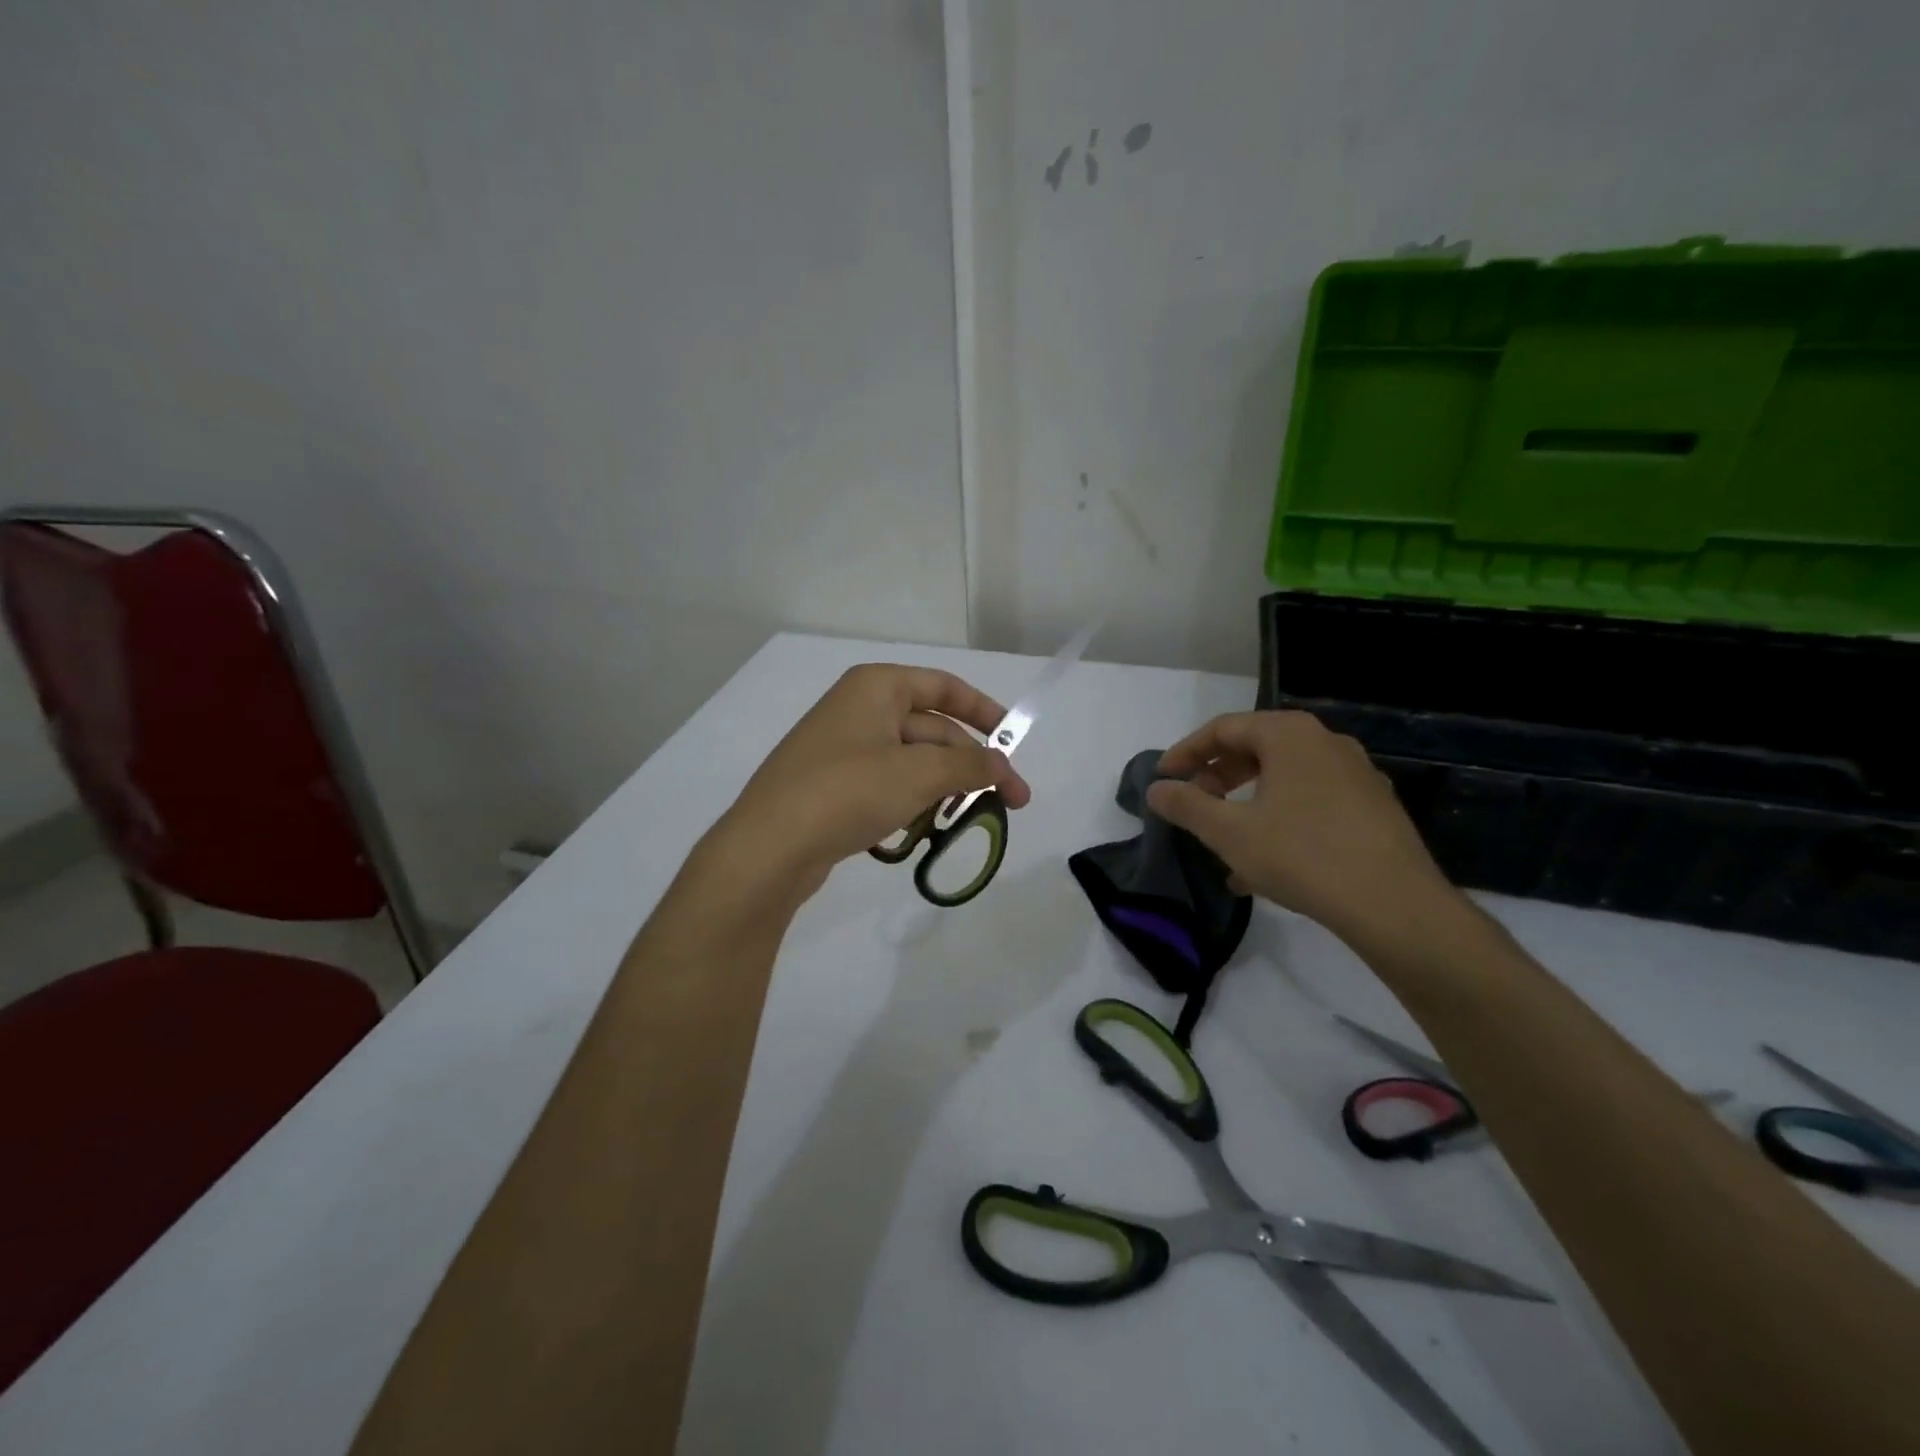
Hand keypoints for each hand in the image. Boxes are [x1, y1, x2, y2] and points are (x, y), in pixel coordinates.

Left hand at [710, 664, 1030, 899]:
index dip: (986, 711)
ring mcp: (842, 749)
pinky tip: (919, 829)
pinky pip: (887, 784)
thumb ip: (970, 765)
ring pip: (911, 761)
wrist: (768, 847)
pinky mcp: (833, 786)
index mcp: (877, 687)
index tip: (1015, 743)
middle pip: (932, 728)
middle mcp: (859, 709)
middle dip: (971, 764)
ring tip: (967, 818)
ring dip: (943, 786)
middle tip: (1011, 802)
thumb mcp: (920, 774)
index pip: (945, 687)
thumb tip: (1003, 765)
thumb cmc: (848, 791)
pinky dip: (911, 801)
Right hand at [1145, 711, 1458, 944]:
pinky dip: (1279, 818)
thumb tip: (1156, 789)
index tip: (1164, 778)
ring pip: (1284, 778)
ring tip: (1224, 839)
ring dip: (1246, 802)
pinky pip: (1311, 801)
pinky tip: (1265, 862)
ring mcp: (1356, 774)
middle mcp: (1326, 743)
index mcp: (1290, 735)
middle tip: (1194, 804)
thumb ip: (1187, 805)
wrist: (1394, 904)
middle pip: (1256, 748)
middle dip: (1218, 777)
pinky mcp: (1373, 808)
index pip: (1224, 728)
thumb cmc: (1302, 855)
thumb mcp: (1229, 832)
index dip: (1186, 751)